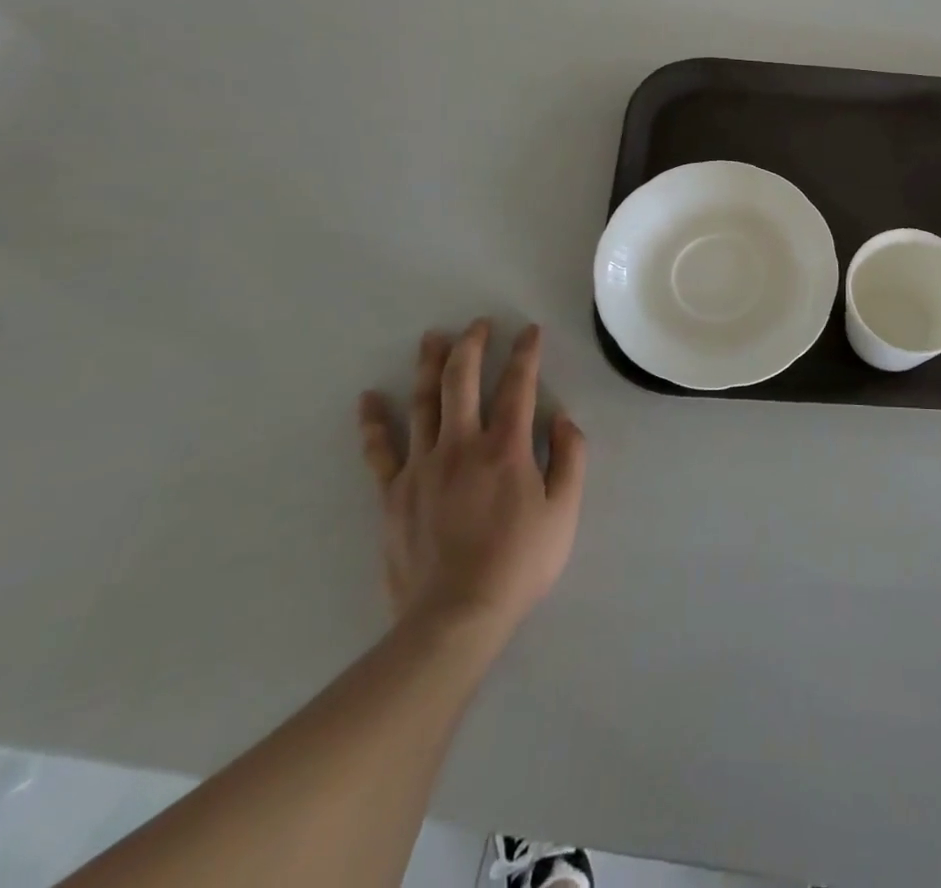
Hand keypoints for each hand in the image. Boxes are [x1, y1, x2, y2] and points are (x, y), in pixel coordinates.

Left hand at [357, 321, 586, 647]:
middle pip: (462, 381)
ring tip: (432, 338)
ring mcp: (422, 467)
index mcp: (506, 448)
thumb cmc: (519, 563)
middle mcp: (461, 445)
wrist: (455, 617)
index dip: (525, 353)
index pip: (518, 385)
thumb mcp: (564, 512)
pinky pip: (380, 449)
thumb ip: (570, 459)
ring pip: (423, 403)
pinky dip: (374, 422)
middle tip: (478, 323)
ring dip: (429, 366)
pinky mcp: (393, 492)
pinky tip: (369, 398)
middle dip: (472, 345)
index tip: (529, 330)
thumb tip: (564, 419)